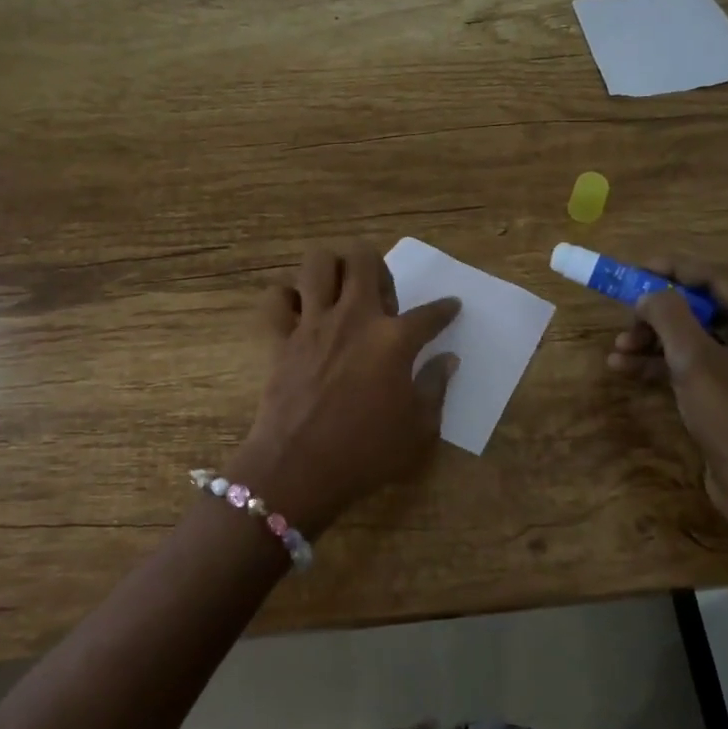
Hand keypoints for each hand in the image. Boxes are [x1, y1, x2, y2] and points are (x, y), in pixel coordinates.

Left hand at [229, 245, 459, 535]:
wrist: (299, 468)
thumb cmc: (366, 453)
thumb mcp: (418, 429)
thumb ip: (435, 387)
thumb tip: (448, 360)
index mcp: (394, 339)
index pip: (430, 314)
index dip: (446, 309)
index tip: (451, 306)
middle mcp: (354, 318)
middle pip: (364, 260)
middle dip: (378, 267)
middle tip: (381, 297)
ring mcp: (313, 324)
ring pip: (318, 263)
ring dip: (333, 269)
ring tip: (341, 292)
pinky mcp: (280, 338)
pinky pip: (276, 299)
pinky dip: (287, 298)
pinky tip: (301, 313)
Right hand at [607, 253, 727, 560]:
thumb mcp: (696, 361)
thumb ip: (670, 317)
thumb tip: (647, 293)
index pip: (717, 277)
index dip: (675, 267)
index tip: (635, 266)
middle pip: (700, 307)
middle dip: (657, 310)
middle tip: (624, 313)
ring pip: (688, 337)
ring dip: (651, 338)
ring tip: (618, 348)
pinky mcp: (721, 392)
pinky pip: (685, 364)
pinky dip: (656, 363)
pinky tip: (623, 368)